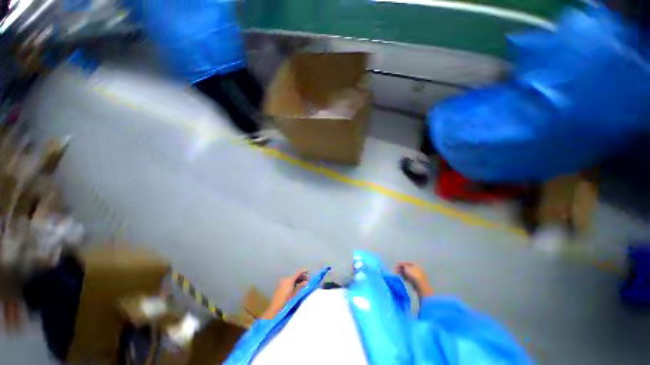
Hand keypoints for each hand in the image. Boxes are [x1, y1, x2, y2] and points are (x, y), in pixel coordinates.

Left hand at [261, 269, 308, 318]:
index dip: (303, 271)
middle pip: (295, 275)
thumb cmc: (286, 301)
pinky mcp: (279, 285)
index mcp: (289, 279)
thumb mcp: (295, 294)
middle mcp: (285, 278)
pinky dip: (293, 282)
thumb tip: (306, 282)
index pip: (298, 272)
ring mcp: (281, 282)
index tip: (308, 272)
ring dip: (297, 280)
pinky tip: (295, 287)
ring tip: (302, 284)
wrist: (275, 309)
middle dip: (301, 277)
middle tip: (306, 281)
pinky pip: (288, 281)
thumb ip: (301, 286)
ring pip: (291, 278)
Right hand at [395, 262, 433, 297]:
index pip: (407, 263)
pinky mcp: (415, 282)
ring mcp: (416, 276)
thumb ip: (403, 265)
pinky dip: (405, 277)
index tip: (396, 265)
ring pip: (408, 274)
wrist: (420, 285)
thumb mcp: (407, 268)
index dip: (401, 264)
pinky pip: (409, 278)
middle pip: (407, 268)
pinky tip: (402, 278)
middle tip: (396, 270)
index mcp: (415, 265)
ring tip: (397, 274)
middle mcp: (416, 270)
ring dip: (402, 273)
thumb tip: (400, 264)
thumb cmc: (413, 274)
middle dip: (401, 269)